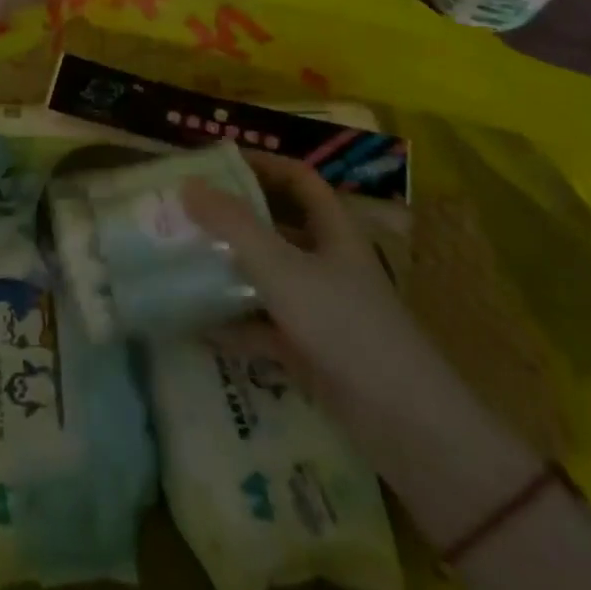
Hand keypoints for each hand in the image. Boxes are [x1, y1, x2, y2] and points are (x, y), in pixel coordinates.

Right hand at [182, 152, 446, 432]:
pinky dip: (236, 322)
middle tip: (187, 210)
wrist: (407, 427)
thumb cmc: (345, 326)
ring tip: (182, 259)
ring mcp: (321, 307)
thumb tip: (188, 184)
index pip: (298, 179)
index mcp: (332, 229)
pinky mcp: (312, 350)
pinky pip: (265, 325)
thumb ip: (234, 226)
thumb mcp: (283, 269)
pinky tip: (198, 325)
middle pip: (278, 224)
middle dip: (235, 216)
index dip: (263, 164)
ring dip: (231, 268)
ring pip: (269, 275)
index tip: (217, 162)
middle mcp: (327, 261)